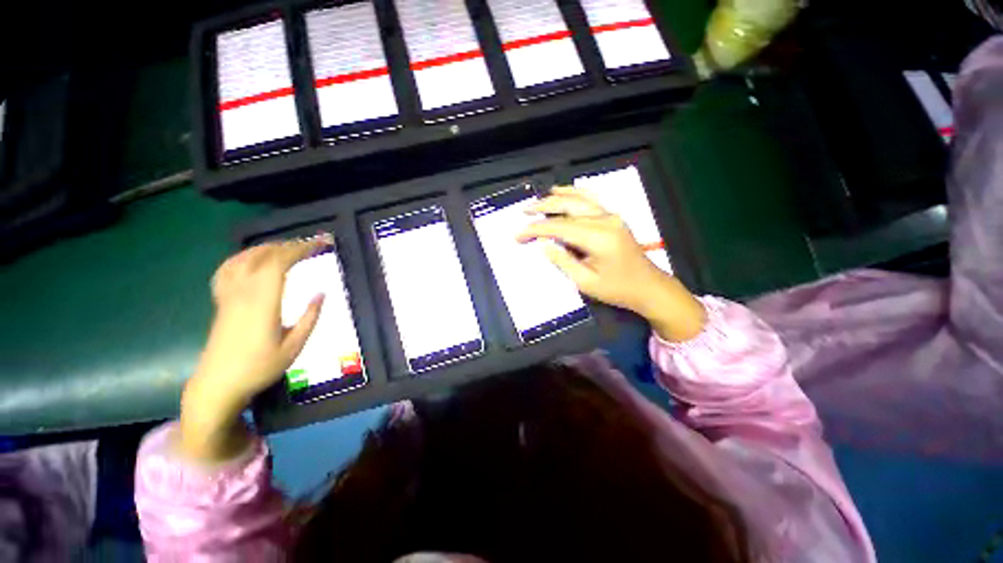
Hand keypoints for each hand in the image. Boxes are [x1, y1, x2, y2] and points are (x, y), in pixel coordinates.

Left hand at [179, 235, 330, 461]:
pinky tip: (253, 258)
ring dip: (269, 247)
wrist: (217, 384)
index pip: (279, 263)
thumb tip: (321, 293)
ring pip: (245, 258)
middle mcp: (243, 293)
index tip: (321, 244)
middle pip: (263, 256)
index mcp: (263, 303)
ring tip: (289, 247)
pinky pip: (228, 269)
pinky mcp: (221, 301)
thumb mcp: (294, 347)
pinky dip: (244, 256)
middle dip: (290, 245)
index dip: (301, 249)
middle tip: (312, 244)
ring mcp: (228, 295)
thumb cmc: (259, 368)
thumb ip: (310, 318)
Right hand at [517, 187, 704, 341]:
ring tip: (539, 200)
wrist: (649, 287)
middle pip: (567, 207)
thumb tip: (543, 243)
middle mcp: (605, 220)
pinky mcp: (614, 217)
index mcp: (598, 238)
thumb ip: (563, 261)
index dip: (536, 230)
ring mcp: (611, 216)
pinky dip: (576, 193)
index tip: (518, 236)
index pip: (559, 227)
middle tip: (524, 212)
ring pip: (579, 199)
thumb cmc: (617, 289)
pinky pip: (592, 199)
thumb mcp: (585, 282)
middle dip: (542, 208)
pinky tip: (564, 191)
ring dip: (556, 197)